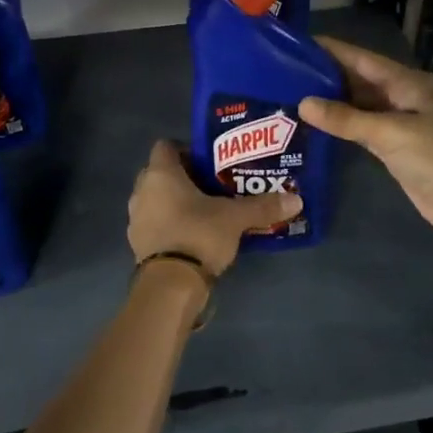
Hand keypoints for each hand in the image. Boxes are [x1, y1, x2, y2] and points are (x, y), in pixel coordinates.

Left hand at [127, 139, 301, 276]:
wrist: (170, 286)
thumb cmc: (198, 234)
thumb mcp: (235, 218)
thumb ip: (263, 206)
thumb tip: (296, 199)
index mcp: (160, 174)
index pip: (166, 146)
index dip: (186, 149)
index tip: (209, 160)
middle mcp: (142, 191)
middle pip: (160, 173)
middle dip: (183, 177)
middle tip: (212, 184)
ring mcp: (136, 219)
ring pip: (156, 199)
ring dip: (174, 202)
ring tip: (205, 210)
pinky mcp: (138, 244)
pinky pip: (155, 224)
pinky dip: (169, 224)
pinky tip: (193, 234)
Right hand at [299, 36, 432, 245]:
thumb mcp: (389, 132)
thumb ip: (346, 118)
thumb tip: (303, 103)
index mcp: (410, 83)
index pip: (364, 59)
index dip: (334, 51)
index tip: (300, 44)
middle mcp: (405, 97)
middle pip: (362, 80)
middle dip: (329, 75)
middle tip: (288, 71)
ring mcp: (402, 123)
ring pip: (362, 105)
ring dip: (334, 101)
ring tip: (295, 94)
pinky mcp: (397, 147)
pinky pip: (364, 128)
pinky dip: (344, 125)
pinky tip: (319, 123)